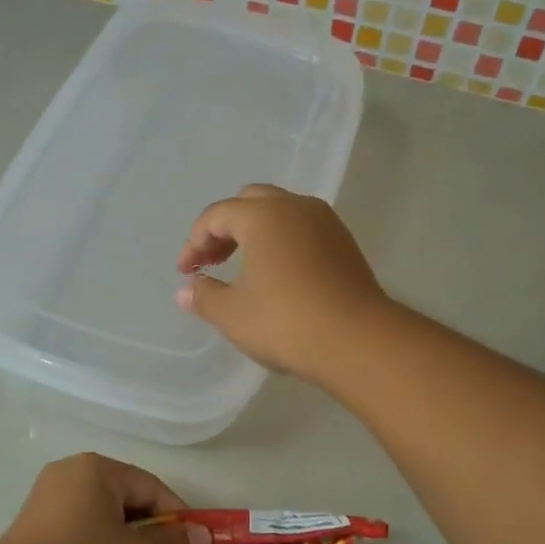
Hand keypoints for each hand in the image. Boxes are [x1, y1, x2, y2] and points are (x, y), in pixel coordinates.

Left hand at [0, 454, 211, 543]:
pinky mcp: (33, 522)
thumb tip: (204, 535)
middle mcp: (71, 471)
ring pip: (103, 514)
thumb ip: (174, 543)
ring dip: (125, 541)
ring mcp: (47, 495)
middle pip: (127, 499)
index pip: (152, 488)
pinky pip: (80, 526)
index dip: (177, 519)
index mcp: (97, 468)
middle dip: (150, 532)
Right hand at [174, 184, 388, 381]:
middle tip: (212, 261)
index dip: (194, 242)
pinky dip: (281, 240)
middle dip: (225, 228)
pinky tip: (277, 273)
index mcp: (263, 216)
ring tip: (242, 265)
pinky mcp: (344, 243)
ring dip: (254, 231)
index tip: (186, 272)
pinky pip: (302, 228)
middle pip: (249, 201)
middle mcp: (295, 207)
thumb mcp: (233, 314)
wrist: (358, 341)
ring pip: (280, 212)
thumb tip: (186, 290)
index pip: (217, 215)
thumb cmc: (286, 322)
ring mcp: (325, 222)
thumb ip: (204, 296)